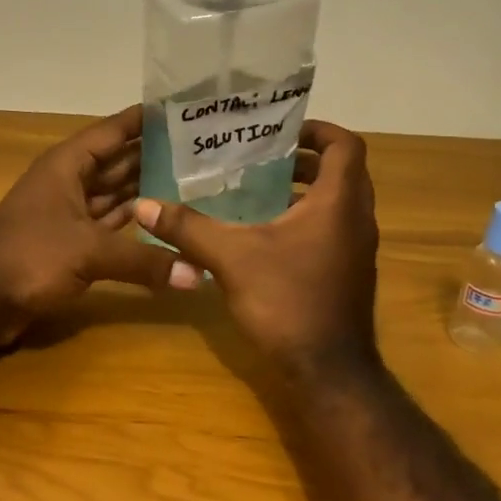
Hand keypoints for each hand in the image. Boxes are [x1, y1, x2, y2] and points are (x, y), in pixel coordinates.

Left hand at [0, 104, 201, 345]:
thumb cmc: (29, 256)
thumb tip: (197, 274)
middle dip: (156, 156)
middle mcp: (71, 182)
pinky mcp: (72, 243)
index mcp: (68, 165)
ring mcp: (71, 213)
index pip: (113, 131)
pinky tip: (166, 221)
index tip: (183, 110)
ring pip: (117, 194)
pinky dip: (136, 223)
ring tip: (195, 182)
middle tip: (204, 150)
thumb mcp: (89, 252)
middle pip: (119, 162)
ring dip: (149, 190)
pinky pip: (112, 224)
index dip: (145, 120)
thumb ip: (143, 259)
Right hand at [134, 121, 379, 377]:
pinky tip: (263, 235)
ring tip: (257, 190)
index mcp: (338, 203)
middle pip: (342, 171)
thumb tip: (144, 205)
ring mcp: (356, 250)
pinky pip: (332, 229)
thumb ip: (188, 228)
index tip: (282, 130)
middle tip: (262, 157)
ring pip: (337, 203)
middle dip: (304, 159)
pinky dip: (305, 219)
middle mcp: (356, 220)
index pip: (344, 146)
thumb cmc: (288, 302)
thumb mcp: (231, 258)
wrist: (328, 372)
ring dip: (304, 190)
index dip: (318, 129)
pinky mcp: (348, 273)